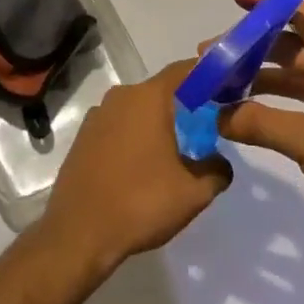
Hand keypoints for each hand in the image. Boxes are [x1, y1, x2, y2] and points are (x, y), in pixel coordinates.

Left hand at [38, 59, 231, 274]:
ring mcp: (98, 115)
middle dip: (183, 104)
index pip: (184, 70)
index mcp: (149, 98)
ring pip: (137, 108)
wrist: (78, 233)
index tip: (224, 89)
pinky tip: (141, 165)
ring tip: (174, 151)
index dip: (206, 75)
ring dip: (156, 122)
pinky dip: (134, 135)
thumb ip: (216, 171)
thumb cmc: (140, 203)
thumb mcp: (193, 194)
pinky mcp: (83, 136)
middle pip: (160, 90)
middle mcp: (121, 96)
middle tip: (205, 127)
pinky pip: (118, 125)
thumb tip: (219, 163)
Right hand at [213, 0, 303, 259]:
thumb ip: (261, 124)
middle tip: (210, 57)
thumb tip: (217, 116)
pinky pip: (299, 106)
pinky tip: (245, 118)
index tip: (236, 2)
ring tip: (218, 88)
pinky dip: (272, 107)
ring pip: (293, 79)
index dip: (271, 3)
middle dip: (252, 48)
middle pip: (292, 47)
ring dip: (258, 79)